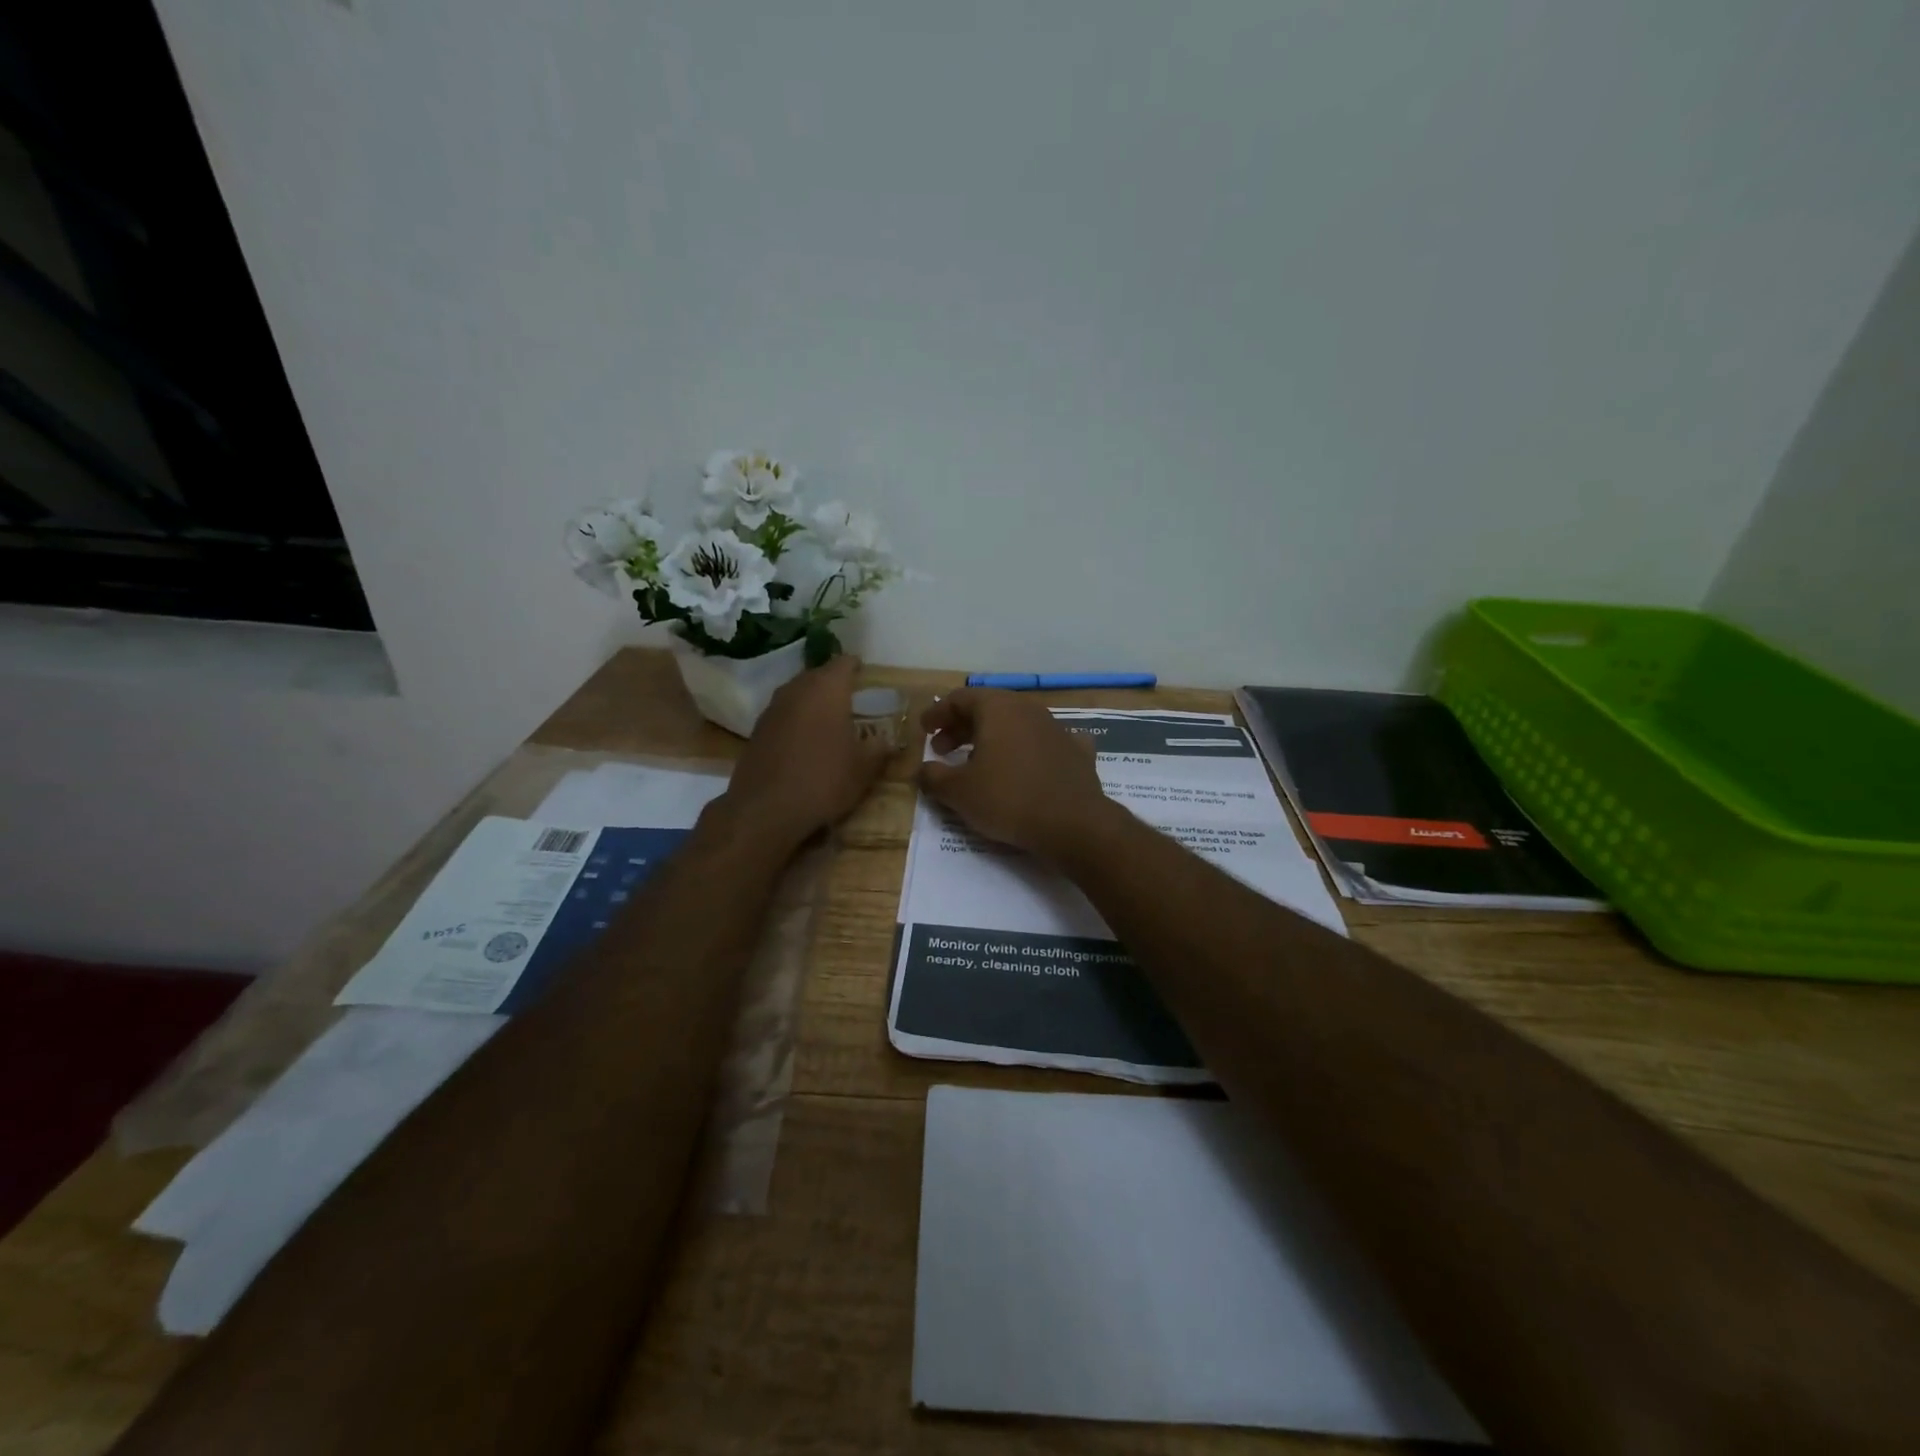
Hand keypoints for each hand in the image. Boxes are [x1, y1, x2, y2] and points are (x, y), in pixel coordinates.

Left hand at [723, 656, 890, 847]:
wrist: (766, 809)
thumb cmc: (824, 779)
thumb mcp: (864, 768)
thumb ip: (879, 748)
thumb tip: (887, 741)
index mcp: (826, 689)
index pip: (843, 663)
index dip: (856, 666)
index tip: (865, 672)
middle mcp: (796, 690)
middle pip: (817, 675)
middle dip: (833, 683)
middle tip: (850, 696)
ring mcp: (772, 709)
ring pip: (797, 694)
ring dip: (812, 701)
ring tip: (828, 717)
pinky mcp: (757, 731)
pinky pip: (783, 715)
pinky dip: (796, 720)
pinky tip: (805, 740)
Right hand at [917, 689, 1117, 860]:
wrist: (1073, 824)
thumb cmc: (1008, 799)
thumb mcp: (958, 792)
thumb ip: (933, 777)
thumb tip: (921, 771)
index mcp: (997, 709)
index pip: (959, 699)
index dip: (937, 713)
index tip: (924, 729)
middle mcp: (1028, 709)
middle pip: (988, 709)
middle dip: (961, 727)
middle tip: (943, 749)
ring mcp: (1057, 728)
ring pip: (1017, 724)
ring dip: (993, 738)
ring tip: (978, 761)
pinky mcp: (1077, 752)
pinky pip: (1046, 742)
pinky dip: (1030, 749)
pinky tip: (1028, 763)